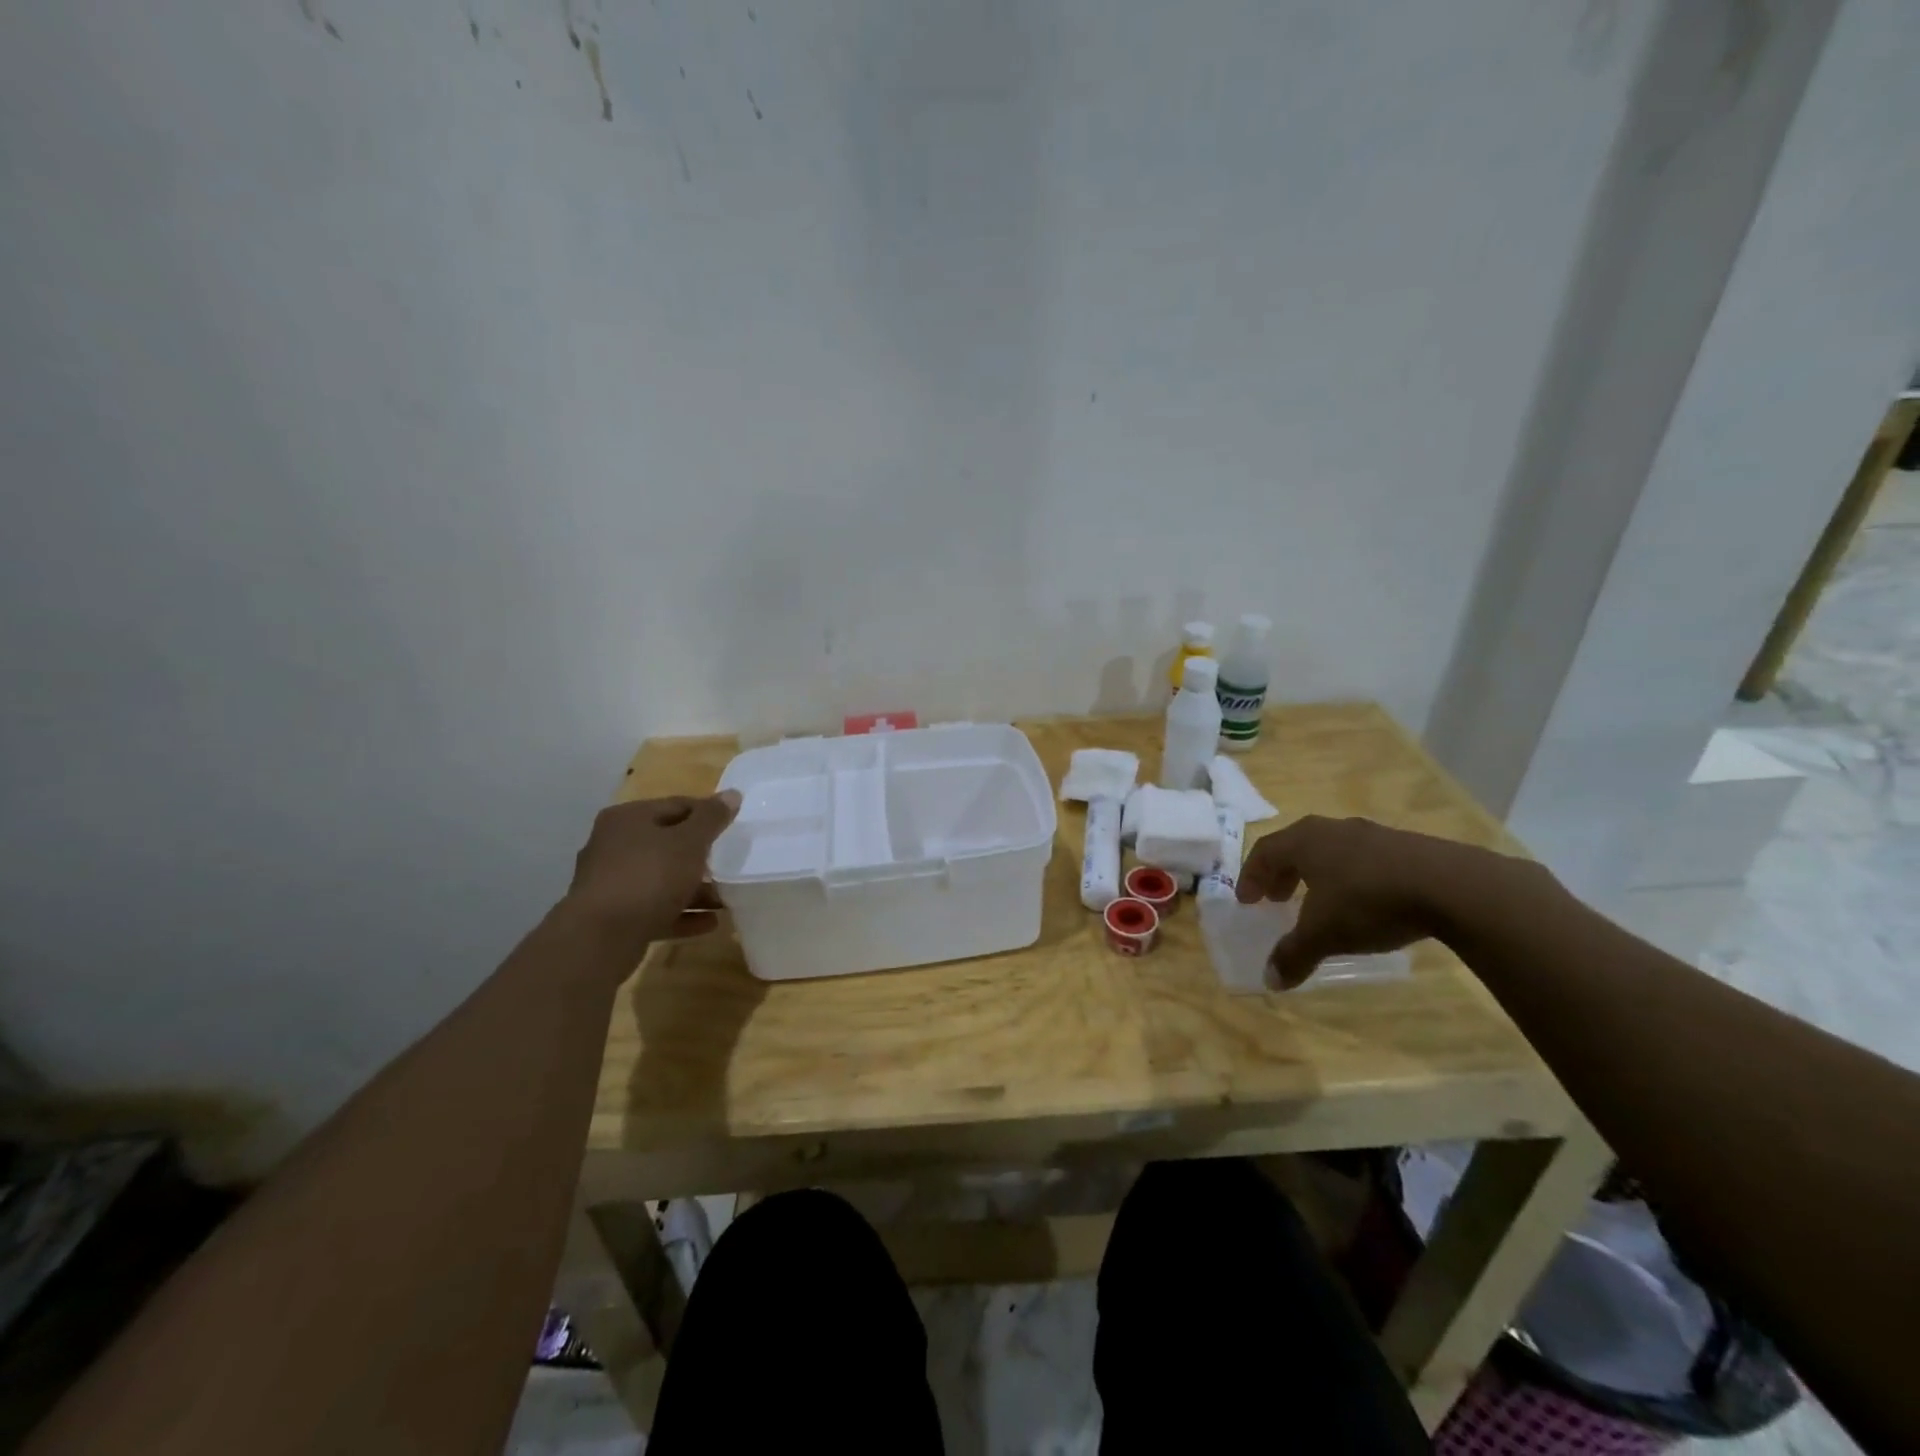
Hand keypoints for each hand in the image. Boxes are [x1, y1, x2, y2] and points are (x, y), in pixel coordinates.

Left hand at [563, 792, 741, 957]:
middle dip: (701, 856)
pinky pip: (656, 908)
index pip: (677, 806)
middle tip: (730, 863)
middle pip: (668, 844)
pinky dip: (682, 913)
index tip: (734, 828)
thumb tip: (732, 794)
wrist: (601, 938)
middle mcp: (614, 846)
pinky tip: (711, 922)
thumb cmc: (649, 876)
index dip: (708, 814)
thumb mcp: (689, 842)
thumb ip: (712, 818)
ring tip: (725, 899)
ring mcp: (612, 883)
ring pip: (662, 879)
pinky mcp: (616, 916)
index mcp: (628, 819)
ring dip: (695, 889)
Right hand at [1235, 814, 1532, 987]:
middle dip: (1282, 873)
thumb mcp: (1325, 934)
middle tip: (1277, 899)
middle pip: (1295, 846)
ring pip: (1330, 850)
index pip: (1264, 851)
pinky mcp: (1405, 845)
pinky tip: (1364, 901)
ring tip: (1319, 902)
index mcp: (1304, 841)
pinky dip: (1349, 876)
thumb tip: (1269, 980)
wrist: (1452, 886)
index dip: (1251, 876)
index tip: (1247, 900)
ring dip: (1316, 874)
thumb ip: (1294, 954)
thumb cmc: (1370, 902)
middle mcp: (1332, 829)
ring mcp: (1371, 834)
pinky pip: (1361, 857)